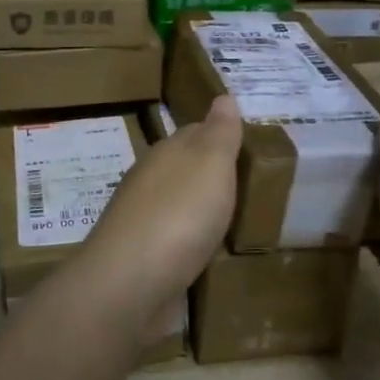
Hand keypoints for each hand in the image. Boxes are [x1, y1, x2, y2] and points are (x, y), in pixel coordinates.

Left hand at [71, 96, 241, 344]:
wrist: (131, 284)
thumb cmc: (178, 215)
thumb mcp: (210, 164)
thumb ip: (219, 133)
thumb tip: (223, 96)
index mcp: (165, 154)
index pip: (195, 133)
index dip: (220, 136)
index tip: (246, 145)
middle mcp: (150, 182)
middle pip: (184, 169)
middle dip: (211, 174)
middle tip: (249, 184)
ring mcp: (143, 221)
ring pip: (178, 205)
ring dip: (200, 209)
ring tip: (234, 218)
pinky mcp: (144, 258)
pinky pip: (175, 240)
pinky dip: (191, 241)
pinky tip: (207, 251)